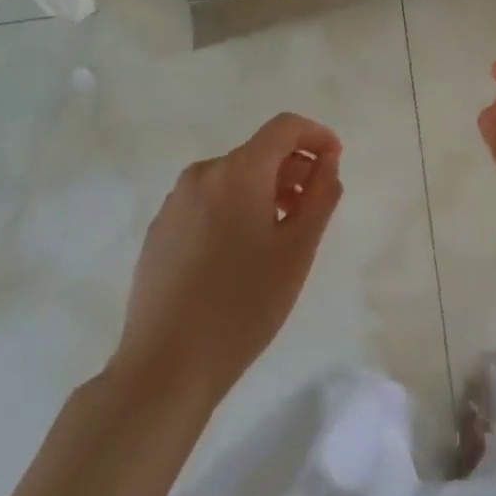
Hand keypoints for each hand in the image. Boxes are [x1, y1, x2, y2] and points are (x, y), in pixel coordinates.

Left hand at [112, 113, 343, 405]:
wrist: (165, 368)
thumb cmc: (243, 305)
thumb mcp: (298, 250)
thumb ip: (321, 195)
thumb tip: (327, 162)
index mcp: (238, 171)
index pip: (284, 127)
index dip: (316, 136)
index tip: (335, 161)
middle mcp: (203, 174)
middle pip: (258, 152)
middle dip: (292, 168)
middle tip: (313, 207)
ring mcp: (175, 202)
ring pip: (232, 178)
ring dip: (264, 190)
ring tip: (280, 233)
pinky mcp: (160, 230)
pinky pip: (208, 201)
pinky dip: (234, 208)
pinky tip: (240, 254)